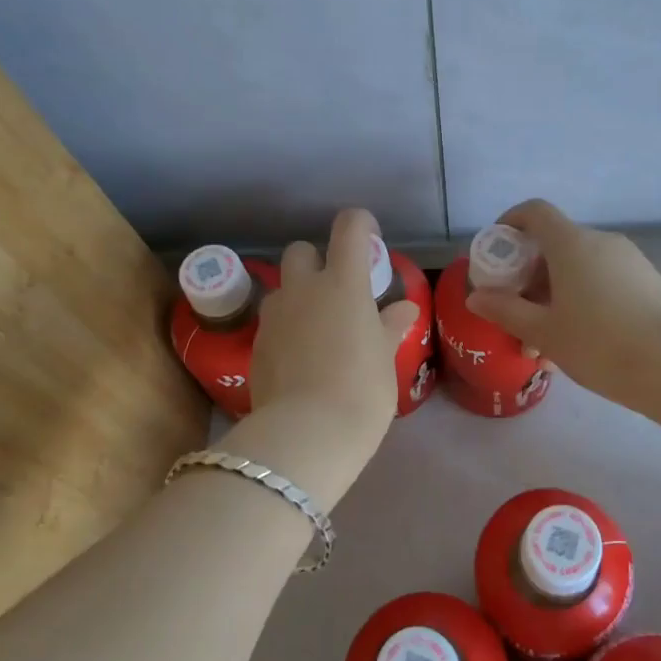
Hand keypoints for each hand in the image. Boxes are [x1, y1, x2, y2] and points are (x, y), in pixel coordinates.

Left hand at [241, 209, 418, 503]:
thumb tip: (403, 309)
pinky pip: (272, 322)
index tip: (371, 241)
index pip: (349, 227)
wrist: (306, 434)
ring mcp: (274, 315)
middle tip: (337, 292)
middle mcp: (304, 288)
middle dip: (317, 260)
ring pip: (282, 288)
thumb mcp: (385, 358)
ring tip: (317, 330)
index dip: (361, 225)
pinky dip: (286, 329)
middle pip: (301, 250)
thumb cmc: (361, 390)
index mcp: (343, 283)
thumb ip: (390, 326)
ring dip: (298, 297)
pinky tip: (300, 359)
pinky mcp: (256, 344)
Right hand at [464, 199, 660, 406]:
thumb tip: (476, 297)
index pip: (534, 212)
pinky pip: (604, 282)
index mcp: (572, 243)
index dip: (510, 223)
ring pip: (580, 268)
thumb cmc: (600, 344)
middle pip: (555, 244)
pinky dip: (583, 301)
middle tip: (516, 313)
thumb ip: (506, 311)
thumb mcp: (544, 332)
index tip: (496, 251)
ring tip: (545, 344)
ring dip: (555, 295)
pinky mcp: (649, 283)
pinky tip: (579, 345)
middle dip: (530, 275)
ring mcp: (630, 261)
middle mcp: (601, 242)